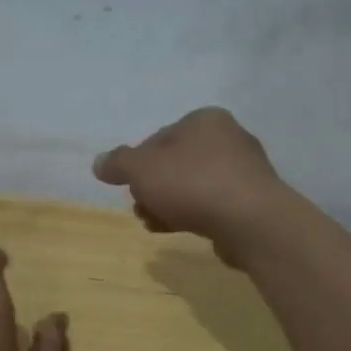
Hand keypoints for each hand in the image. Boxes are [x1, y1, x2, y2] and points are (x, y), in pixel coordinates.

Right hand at [93, 108, 286, 259]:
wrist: (250, 222)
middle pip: (175, 163)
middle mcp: (228, 138)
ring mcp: (244, 171)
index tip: (129, 187)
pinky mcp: (251, 201)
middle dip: (152, 188)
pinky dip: (191, 214)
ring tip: (152, 223)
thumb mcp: (142, 169)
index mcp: (204, 120)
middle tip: (139, 208)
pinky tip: (174, 230)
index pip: (158, 138)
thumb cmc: (192, 184)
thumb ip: (118, 163)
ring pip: (192, 186)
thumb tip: (99, 162)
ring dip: (167, 204)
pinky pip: (211, 204)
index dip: (137, 164)